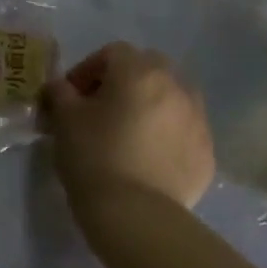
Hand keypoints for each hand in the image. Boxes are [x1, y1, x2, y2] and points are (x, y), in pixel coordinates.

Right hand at [43, 43, 215, 209]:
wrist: (135, 214)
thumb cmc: (94, 156)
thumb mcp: (64, 119)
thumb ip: (60, 92)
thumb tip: (60, 86)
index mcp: (139, 72)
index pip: (112, 53)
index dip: (87, 70)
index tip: (71, 96)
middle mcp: (176, 86)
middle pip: (148, 68)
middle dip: (124, 82)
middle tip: (101, 109)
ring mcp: (197, 120)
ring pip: (172, 98)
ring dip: (150, 105)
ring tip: (128, 134)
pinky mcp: (207, 152)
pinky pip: (184, 131)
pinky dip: (167, 135)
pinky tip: (147, 159)